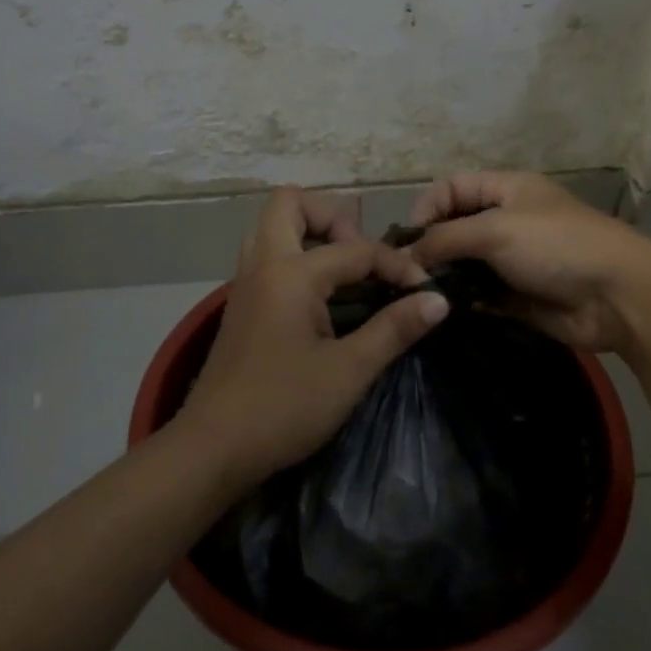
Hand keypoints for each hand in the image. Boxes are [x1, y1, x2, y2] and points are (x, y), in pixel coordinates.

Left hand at [180, 188, 449, 490]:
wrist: (213, 447)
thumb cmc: (283, 408)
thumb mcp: (348, 371)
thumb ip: (394, 329)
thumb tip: (437, 299)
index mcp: (291, 274)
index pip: (355, 249)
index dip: (396, 265)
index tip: (424, 291)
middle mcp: (262, 265)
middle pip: (289, 204)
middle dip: (333, 218)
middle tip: (362, 258)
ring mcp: (245, 284)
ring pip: (271, 229)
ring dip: (309, 235)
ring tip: (344, 274)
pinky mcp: (239, 306)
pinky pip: (266, 257)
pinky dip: (295, 259)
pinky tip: (321, 300)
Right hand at [406, 171, 650, 351]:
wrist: (617, 296)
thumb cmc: (556, 246)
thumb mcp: (495, 230)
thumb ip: (445, 239)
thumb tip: (406, 256)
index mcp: (507, 190)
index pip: (452, 188)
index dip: (427, 208)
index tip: (408, 240)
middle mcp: (508, 221)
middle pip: (456, 228)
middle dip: (431, 248)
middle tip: (406, 274)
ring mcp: (514, 260)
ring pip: (466, 264)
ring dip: (445, 278)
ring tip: (421, 296)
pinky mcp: (519, 296)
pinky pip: (481, 295)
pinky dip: (465, 302)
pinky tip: (448, 312)